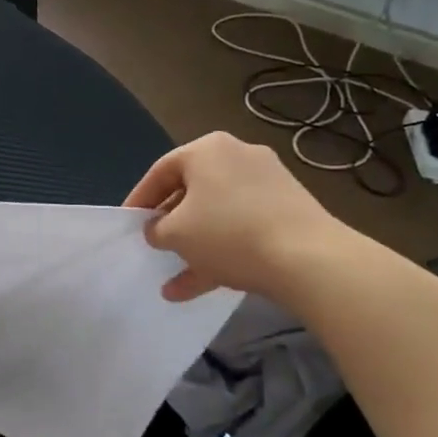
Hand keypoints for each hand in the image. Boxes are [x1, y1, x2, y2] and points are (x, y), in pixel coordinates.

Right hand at [125, 132, 351, 301]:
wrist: (310, 259)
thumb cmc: (228, 233)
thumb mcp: (176, 233)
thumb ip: (156, 229)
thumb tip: (158, 230)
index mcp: (207, 150)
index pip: (160, 171)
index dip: (139, 200)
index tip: (127, 223)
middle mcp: (238, 157)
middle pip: (192, 191)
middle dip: (171, 224)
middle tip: (155, 245)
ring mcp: (268, 184)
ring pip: (218, 215)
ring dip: (195, 246)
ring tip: (174, 279)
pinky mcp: (289, 211)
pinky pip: (243, 228)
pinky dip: (222, 252)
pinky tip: (201, 287)